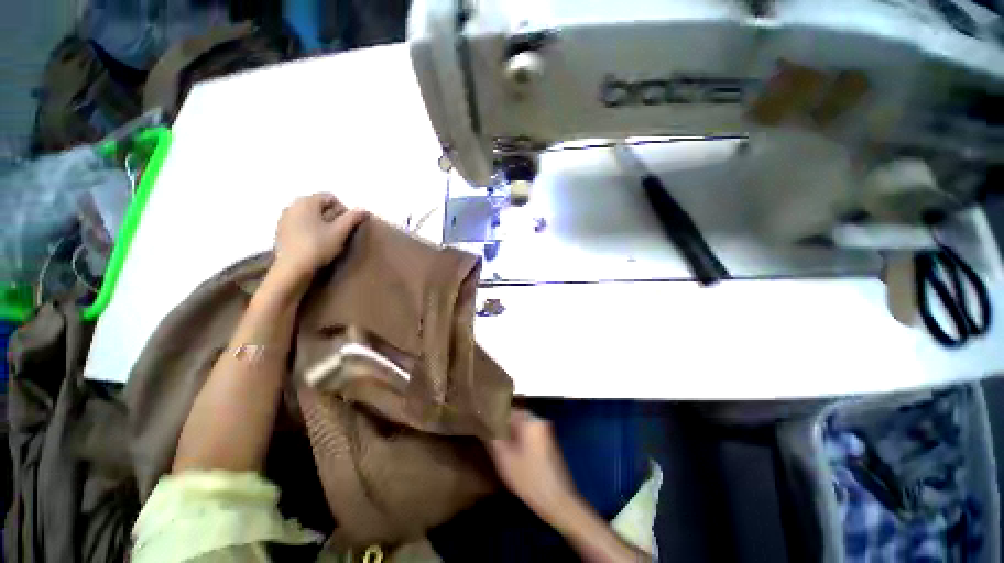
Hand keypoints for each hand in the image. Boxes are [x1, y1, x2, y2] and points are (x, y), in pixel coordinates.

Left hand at [273, 193, 367, 284]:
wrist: (292, 269)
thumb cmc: (318, 246)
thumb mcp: (340, 232)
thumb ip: (353, 218)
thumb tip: (364, 210)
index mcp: (306, 201)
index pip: (330, 197)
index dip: (343, 210)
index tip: (347, 225)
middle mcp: (292, 205)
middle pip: (319, 205)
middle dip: (332, 216)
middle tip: (340, 232)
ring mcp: (284, 218)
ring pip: (309, 215)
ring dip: (320, 223)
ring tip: (328, 239)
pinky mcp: (280, 232)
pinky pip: (300, 224)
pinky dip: (309, 230)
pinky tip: (314, 243)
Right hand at [488, 409, 579, 523]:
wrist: (559, 502)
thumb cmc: (530, 479)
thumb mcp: (504, 460)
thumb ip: (493, 439)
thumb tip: (485, 427)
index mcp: (532, 421)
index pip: (509, 410)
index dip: (495, 417)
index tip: (484, 425)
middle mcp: (541, 422)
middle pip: (517, 418)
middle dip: (503, 427)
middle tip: (490, 438)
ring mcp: (547, 433)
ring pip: (523, 428)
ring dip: (511, 435)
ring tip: (498, 447)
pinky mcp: (549, 445)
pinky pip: (530, 437)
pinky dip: (521, 442)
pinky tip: (513, 456)